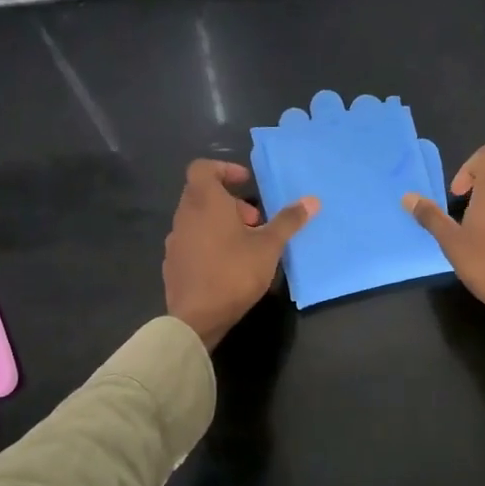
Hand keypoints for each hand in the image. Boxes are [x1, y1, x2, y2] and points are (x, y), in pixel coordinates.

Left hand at [165, 160, 317, 349]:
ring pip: (198, 219)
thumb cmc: (233, 272)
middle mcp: (185, 215)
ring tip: (246, 245)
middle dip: (231, 202)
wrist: (196, 318)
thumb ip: (288, 221)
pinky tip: (227, 265)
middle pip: (203, 194)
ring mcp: (175, 240)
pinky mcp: (172, 263)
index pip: (203, 168)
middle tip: (255, 221)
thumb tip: (312, 200)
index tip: (246, 183)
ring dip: (221, 223)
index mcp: (204, 202)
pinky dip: (209, 243)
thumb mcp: (268, 246)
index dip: (224, 169)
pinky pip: (192, 241)